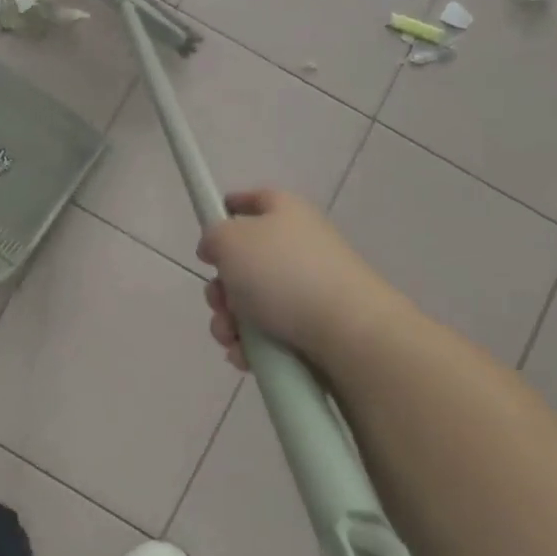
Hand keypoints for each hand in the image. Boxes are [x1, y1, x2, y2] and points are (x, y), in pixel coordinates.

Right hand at [196, 188, 402, 368]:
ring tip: (231, 337)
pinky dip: (251, 345)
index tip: (209, 227)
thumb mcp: (230, 240)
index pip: (254, 199)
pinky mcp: (314, 326)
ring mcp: (309, 288)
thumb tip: (216, 248)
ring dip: (229, 321)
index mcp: (285, 213)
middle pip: (244, 261)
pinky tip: (246, 356)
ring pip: (250, 302)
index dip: (229, 207)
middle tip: (218, 301)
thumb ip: (213, 236)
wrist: (347, 332)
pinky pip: (269, 333)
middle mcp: (299, 246)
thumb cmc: (283, 274)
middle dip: (220, 286)